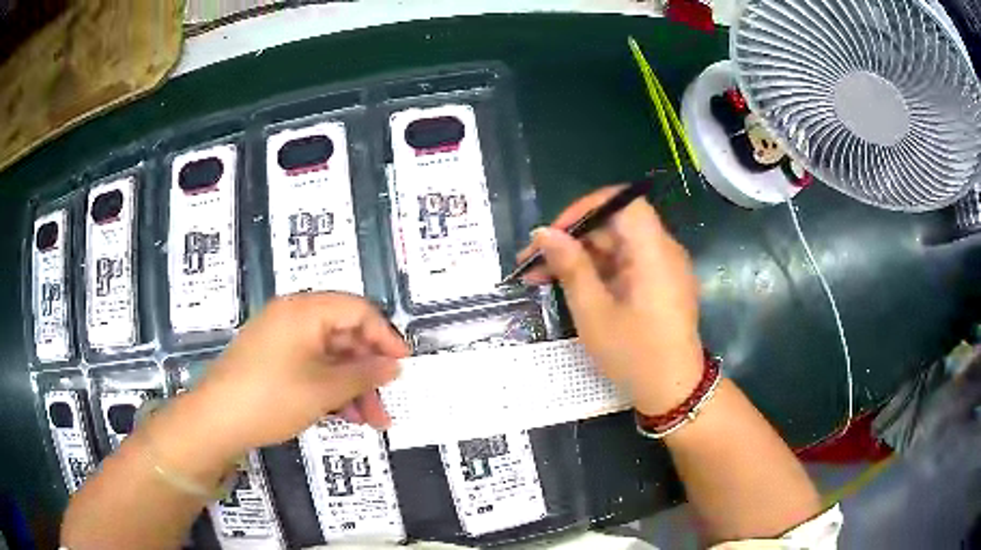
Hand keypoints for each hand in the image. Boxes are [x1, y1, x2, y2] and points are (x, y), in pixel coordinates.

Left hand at [185, 293, 407, 456]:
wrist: (216, 420)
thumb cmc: (272, 397)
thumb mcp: (324, 389)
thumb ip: (364, 374)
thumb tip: (394, 365)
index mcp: (305, 310)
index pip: (358, 310)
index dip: (385, 337)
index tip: (403, 366)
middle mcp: (293, 317)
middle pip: (344, 337)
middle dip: (368, 373)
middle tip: (386, 407)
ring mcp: (280, 339)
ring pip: (329, 357)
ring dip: (352, 387)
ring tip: (369, 422)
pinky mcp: (272, 360)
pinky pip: (310, 367)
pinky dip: (330, 389)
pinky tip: (343, 416)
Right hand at [519, 186, 702, 414]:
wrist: (673, 392)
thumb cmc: (634, 355)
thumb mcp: (594, 313)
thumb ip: (570, 267)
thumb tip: (543, 233)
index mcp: (654, 253)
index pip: (623, 202)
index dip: (586, 208)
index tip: (555, 233)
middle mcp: (664, 252)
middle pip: (616, 226)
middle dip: (573, 239)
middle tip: (533, 263)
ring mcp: (664, 269)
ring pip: (617, 247)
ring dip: (581, 258)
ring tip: (542, 279)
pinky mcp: (661, 286)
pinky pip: (627, 265)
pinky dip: (599, 272)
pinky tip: (571, 288)